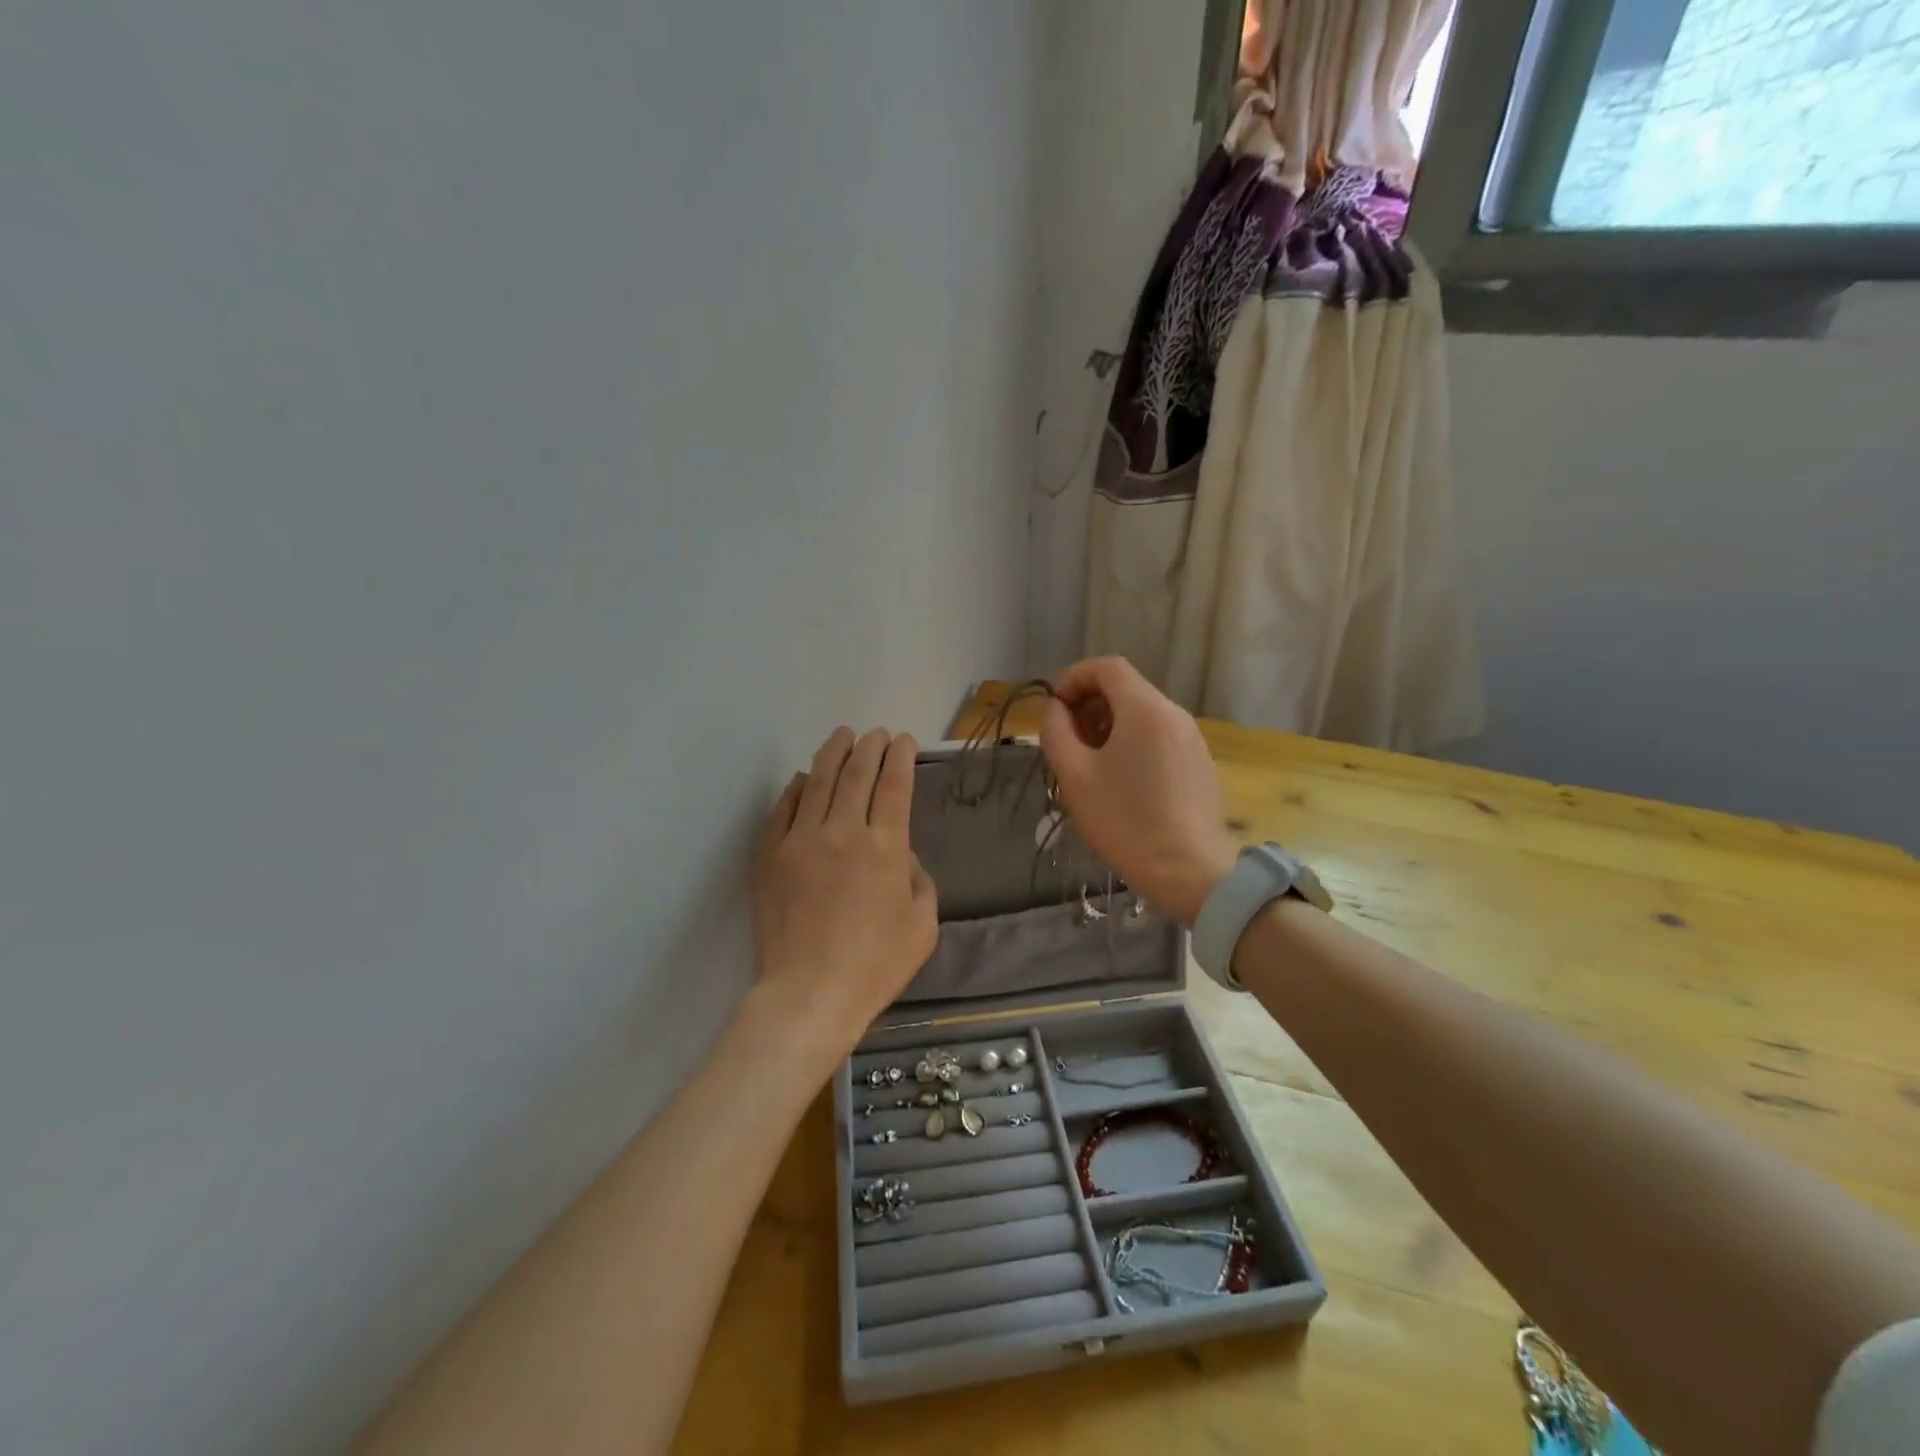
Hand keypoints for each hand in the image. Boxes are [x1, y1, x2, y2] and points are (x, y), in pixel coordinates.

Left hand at [749, 727, 938, 1061]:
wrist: (809, 994)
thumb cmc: (875, 965)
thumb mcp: (922, 925)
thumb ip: (918, 880)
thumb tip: (899, 855)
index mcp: (884, 847)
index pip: (894, 786)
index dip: (900, 758)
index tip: (903, 741)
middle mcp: (842, 832)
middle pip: (856, 774)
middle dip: (869, 747)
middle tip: (875, 733)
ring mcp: (801, 841)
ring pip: (818, 782)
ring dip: (833, 754)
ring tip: (842, 736)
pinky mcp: (771, 856)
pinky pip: (783, 810)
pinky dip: (796, 789)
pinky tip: (803, 779)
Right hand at [1038, 657, 1237, 924]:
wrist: (1189, 872)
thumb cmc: (1124, 821)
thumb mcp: (1074, 775)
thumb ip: (1056, 731)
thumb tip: (1056, 709)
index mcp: (1145, 709)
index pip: (1107, 666)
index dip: (1074, 678)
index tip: (1054, 709)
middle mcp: (1174, 714)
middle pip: (1126, 689)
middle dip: (1089, 706)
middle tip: (1067, 742)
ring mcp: (1192, 739)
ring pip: (1143, 715)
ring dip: (1109, 727)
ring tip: (1090, 766)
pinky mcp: (1200, 764)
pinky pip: (1160, 737)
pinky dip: (1133, 744)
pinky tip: (1122, 783)